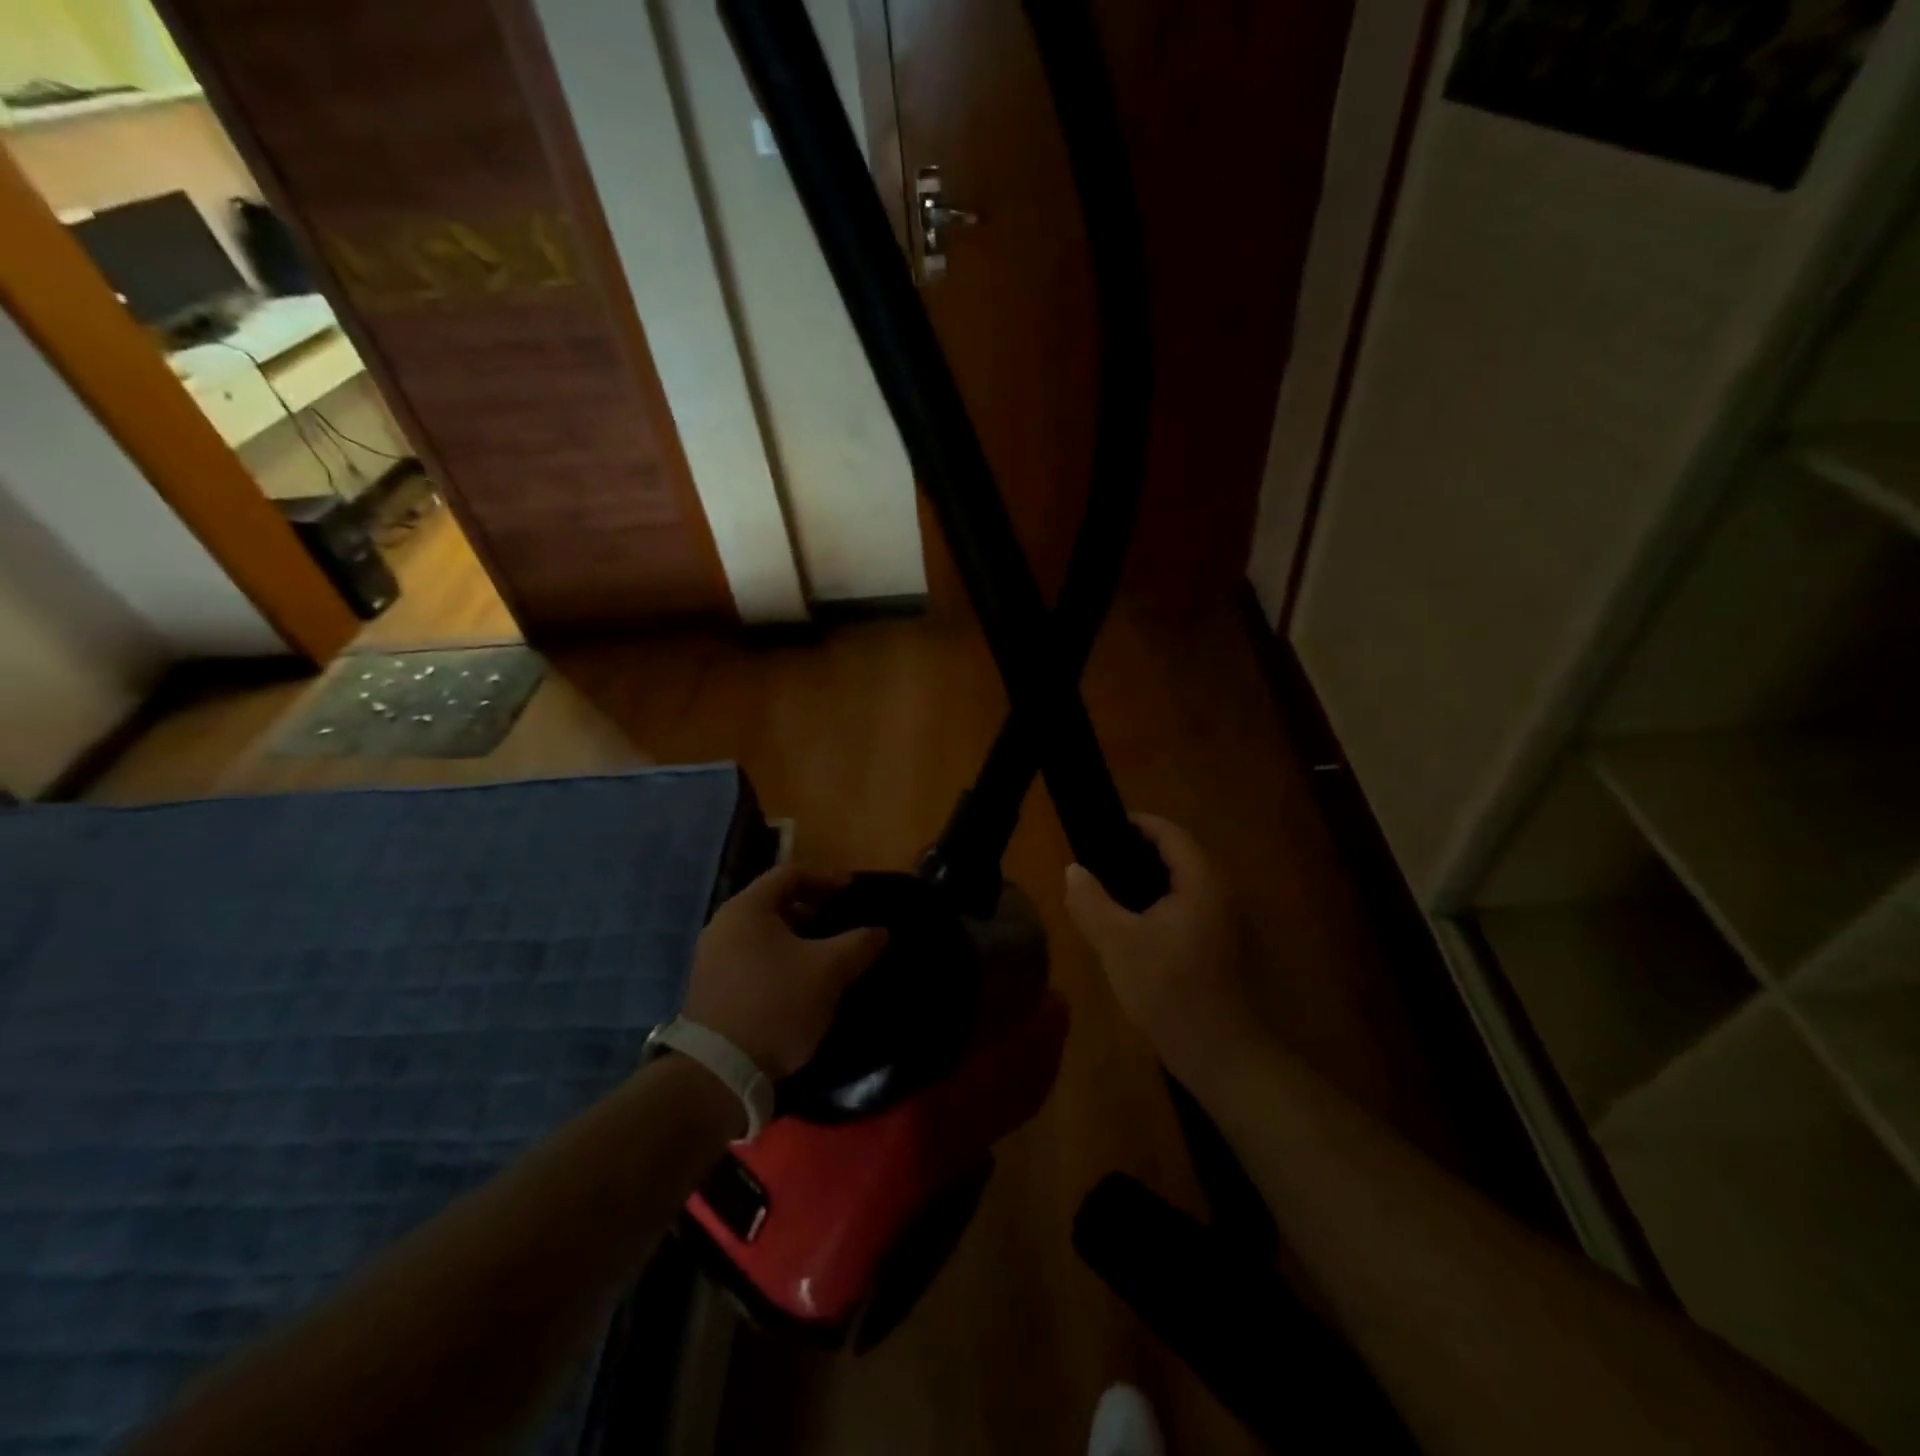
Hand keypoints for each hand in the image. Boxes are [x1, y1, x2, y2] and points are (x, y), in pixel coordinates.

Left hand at [683, 864, 887, 1077]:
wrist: (719, 1072)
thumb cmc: (777, 1004)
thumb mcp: (828, 971)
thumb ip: (858, 943)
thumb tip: (880, 932)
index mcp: (747, 909)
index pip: (789, 874)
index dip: (825, 878)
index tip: (852, 891)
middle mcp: (723, 925)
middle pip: (772, 901)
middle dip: (811, 907)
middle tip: (840, 921)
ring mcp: (711, 958)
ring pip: (762, 933)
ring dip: (795, 936)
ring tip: (825, 954)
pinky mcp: (710, 988)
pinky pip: (751, 957)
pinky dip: (778, 958)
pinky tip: (800, 982)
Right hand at [1064, 815, 1251, 1077]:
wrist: (1214, 1049)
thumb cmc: (1166, 987)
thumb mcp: (1116, 941)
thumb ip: (1090, 900)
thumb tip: (1073, 870)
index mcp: (1199, 881)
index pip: (1170, 833)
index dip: (1136, 823)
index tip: (1101, 826)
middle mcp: (1216, 891)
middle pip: (1176, 854)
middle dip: (1136, 850)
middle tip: (1096, 856)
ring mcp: (1218, 919)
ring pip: (1178, 882)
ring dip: (1144, 877)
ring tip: (1104, 884)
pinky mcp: (1213, 942)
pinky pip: (1181, 904)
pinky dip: (1154, 900)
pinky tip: (1126, 920)